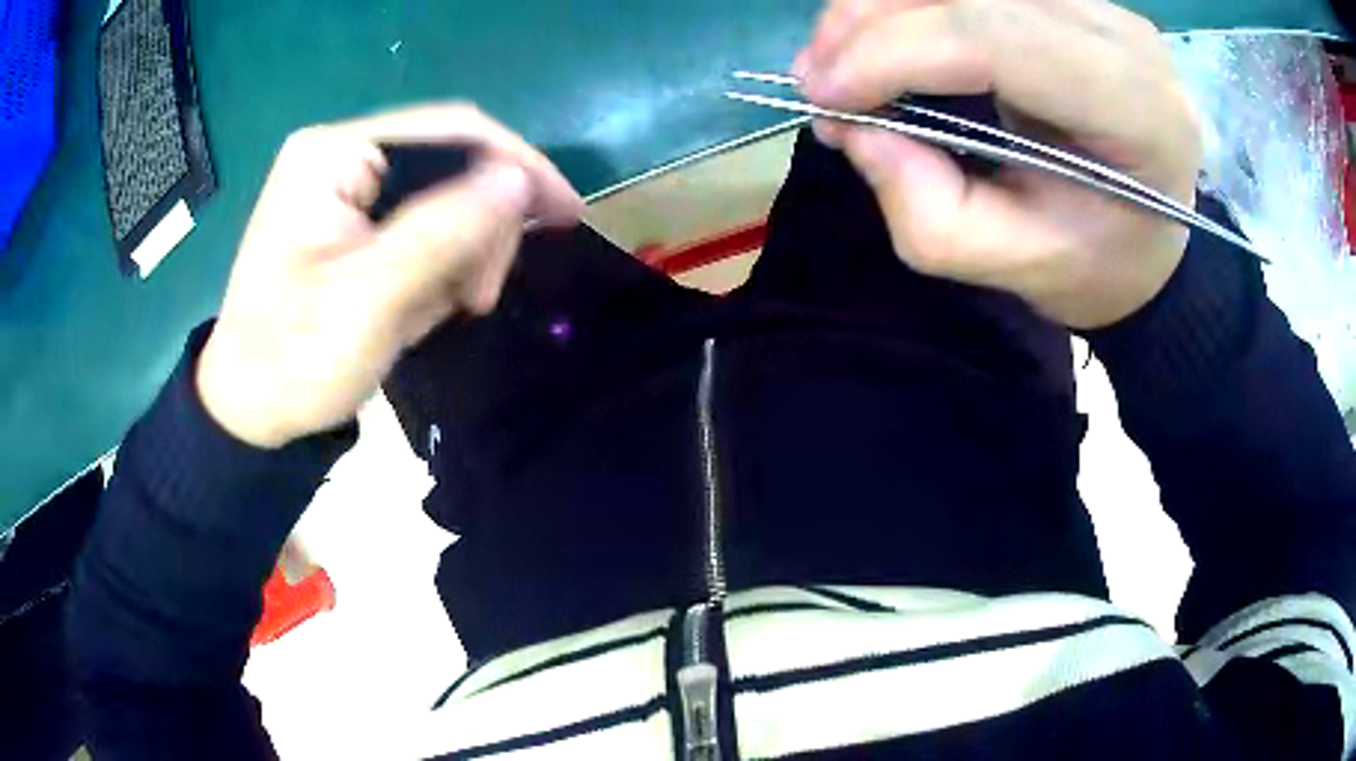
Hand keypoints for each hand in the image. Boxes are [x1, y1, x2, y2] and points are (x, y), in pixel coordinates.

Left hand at [197, 105, 584, 448]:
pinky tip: (427, 300)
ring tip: (451, 306)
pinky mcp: (348, 215)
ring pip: (443, 194)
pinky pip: (421, 222)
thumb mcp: (369, 304)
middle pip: (450, 160)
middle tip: (481, 296)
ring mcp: (342, 184)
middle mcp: (339, 153)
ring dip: (462, 250)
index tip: (566, 215)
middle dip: (481, 225)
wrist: (249, 410)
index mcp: (332, 155)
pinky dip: (439, 262)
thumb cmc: (294, 363)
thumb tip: (518, 178)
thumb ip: (442, 233)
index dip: (517, 166)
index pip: (451, 130)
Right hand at [794, 0, 1202, 329]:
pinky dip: (909, 4)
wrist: (1147, 236)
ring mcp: (1098, 4)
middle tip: (817, 80)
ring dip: (880, 7)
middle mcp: (1122, 36)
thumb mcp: (1013, 266)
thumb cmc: (1096, 263)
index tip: (822, 96)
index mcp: (1136, 112)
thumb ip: (927, 209)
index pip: (999, 38)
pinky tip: (883, 38)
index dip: (895, 51)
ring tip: (840, 62)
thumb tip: (849, 126)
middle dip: (871, 21)